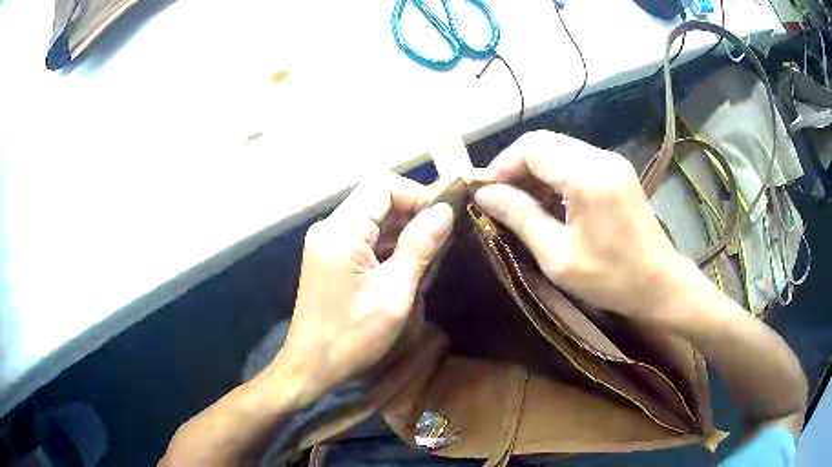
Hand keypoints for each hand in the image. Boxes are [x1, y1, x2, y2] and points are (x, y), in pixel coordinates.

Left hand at [272, 173, 452, 405]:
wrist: (312, 366)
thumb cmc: (353, 336)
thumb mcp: (394, 294)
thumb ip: (419, 247)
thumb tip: (445, 211)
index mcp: (341, 232)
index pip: (381, 185)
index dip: (415, 195)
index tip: (442, 219)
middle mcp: (329, 227)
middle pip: (376, 199)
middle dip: (412, 215)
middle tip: (440, 244)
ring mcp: (326, 241)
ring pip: (372, 218)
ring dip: (402, 232)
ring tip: (427, 261)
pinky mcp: (329, 256)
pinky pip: (364, 237)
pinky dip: (388, 246)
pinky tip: (406, 269)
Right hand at [474, 131, 687, 319]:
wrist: (660, 284)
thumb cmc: (610, 278)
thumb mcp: (558, 257)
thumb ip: (521, 217)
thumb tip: (484, 194)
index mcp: (588, 177)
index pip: (533, 147)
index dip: (503, 164)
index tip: (486, 191)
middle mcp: (601, 158)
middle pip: (545, 142)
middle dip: (516, 165)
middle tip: (501, 197)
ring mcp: (612, 161)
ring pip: (559, 148)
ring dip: (535, 169)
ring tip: (522, 202)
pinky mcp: (617, 170)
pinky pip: (576, 159)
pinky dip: (555, 173)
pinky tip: (549, 200)